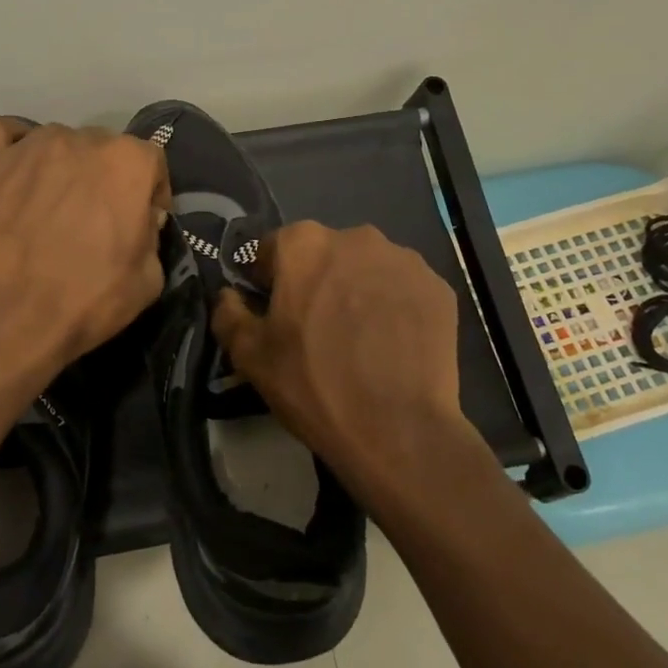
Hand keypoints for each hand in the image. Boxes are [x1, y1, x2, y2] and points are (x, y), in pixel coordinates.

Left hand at [0, 118, 171, 368]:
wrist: (11, 314)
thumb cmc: (88, 298)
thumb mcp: (150, 279)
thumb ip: (151, 235)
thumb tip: (138, 222)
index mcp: (129, 161)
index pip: (151, 163)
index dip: (150, 194)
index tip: (143, 223)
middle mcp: (83, 139)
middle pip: (103, 149)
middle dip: (106, 179)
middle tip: (95, 219)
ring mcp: (31, 146)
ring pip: (57, 142)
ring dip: (62, 166)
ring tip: (51, 204)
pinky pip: (1, 133)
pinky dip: (11, 145)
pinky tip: (15, 170)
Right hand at [212, 222, 470, 493]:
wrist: (397, 430)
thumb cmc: (313, 385)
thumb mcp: (250, 356)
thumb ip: (229, 313)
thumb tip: (228, 295)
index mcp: (304, 244)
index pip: (273, 250)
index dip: (268, 281)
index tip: (274, 314)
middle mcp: (356, 237)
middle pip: (324, 254)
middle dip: (316, 281)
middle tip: (316, 329)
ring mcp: (403, 260)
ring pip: (366, 269)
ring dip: (356, 290)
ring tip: (359, 339)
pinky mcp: (438, 287)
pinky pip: (403, 289)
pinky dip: (393, 307)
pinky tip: (391, 345)